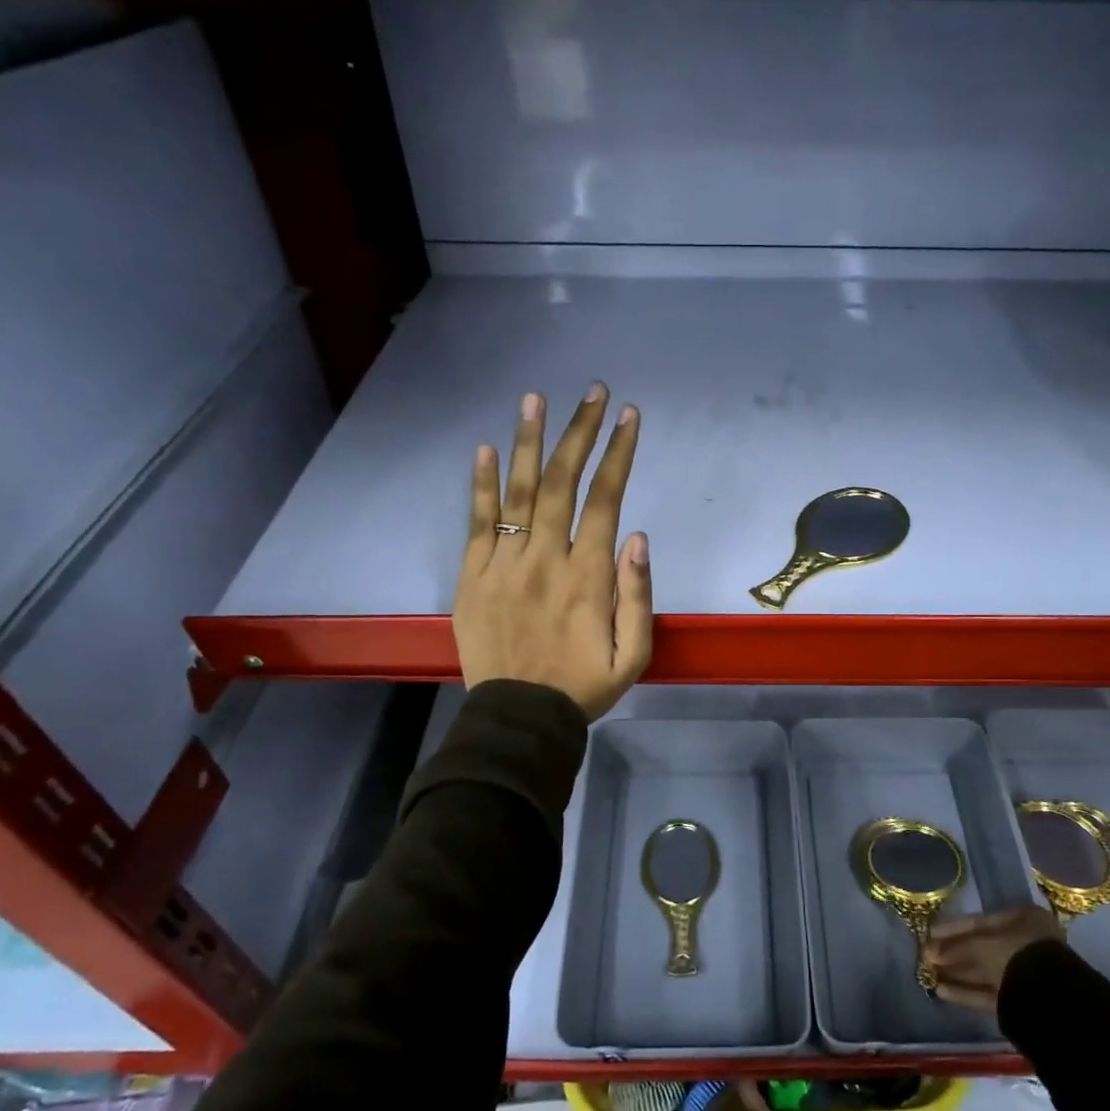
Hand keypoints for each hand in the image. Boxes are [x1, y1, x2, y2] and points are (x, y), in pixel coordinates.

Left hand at [453, 384, 651, 720]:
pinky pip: (476, 523)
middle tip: (592, 392)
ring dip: (527, 442)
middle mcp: (544, 558)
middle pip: (560, 482)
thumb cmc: (583, 686)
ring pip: (515, 492)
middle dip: (580, 432)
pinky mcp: (471, 577)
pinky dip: (479, 485)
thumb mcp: (633, 655)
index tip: (628, 416)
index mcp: (587, 575)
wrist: (519, 718)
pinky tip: (484, 449)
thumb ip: (638, 595)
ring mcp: (503, 565)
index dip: (618, 453)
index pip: (605, 499)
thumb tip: (637, 536)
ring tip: (535, 399)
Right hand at [919, 906, 1065, 1013]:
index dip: (953, 928)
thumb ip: (955, 948)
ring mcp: (1025, 973)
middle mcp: (1026, 943)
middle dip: (953, 953)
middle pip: (981, 948)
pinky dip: (966, 991)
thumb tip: (928, 952)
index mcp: (1024, 919)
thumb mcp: (982, 945)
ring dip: (957, 972)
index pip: (981, 922)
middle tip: (926, 956)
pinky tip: (942, 991)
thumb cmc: (1017, 954)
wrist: (1050, 999)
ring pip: (984, 971)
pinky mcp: (1020, 1001)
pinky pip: (989, 992)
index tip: (930, 934)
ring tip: (929, 974)